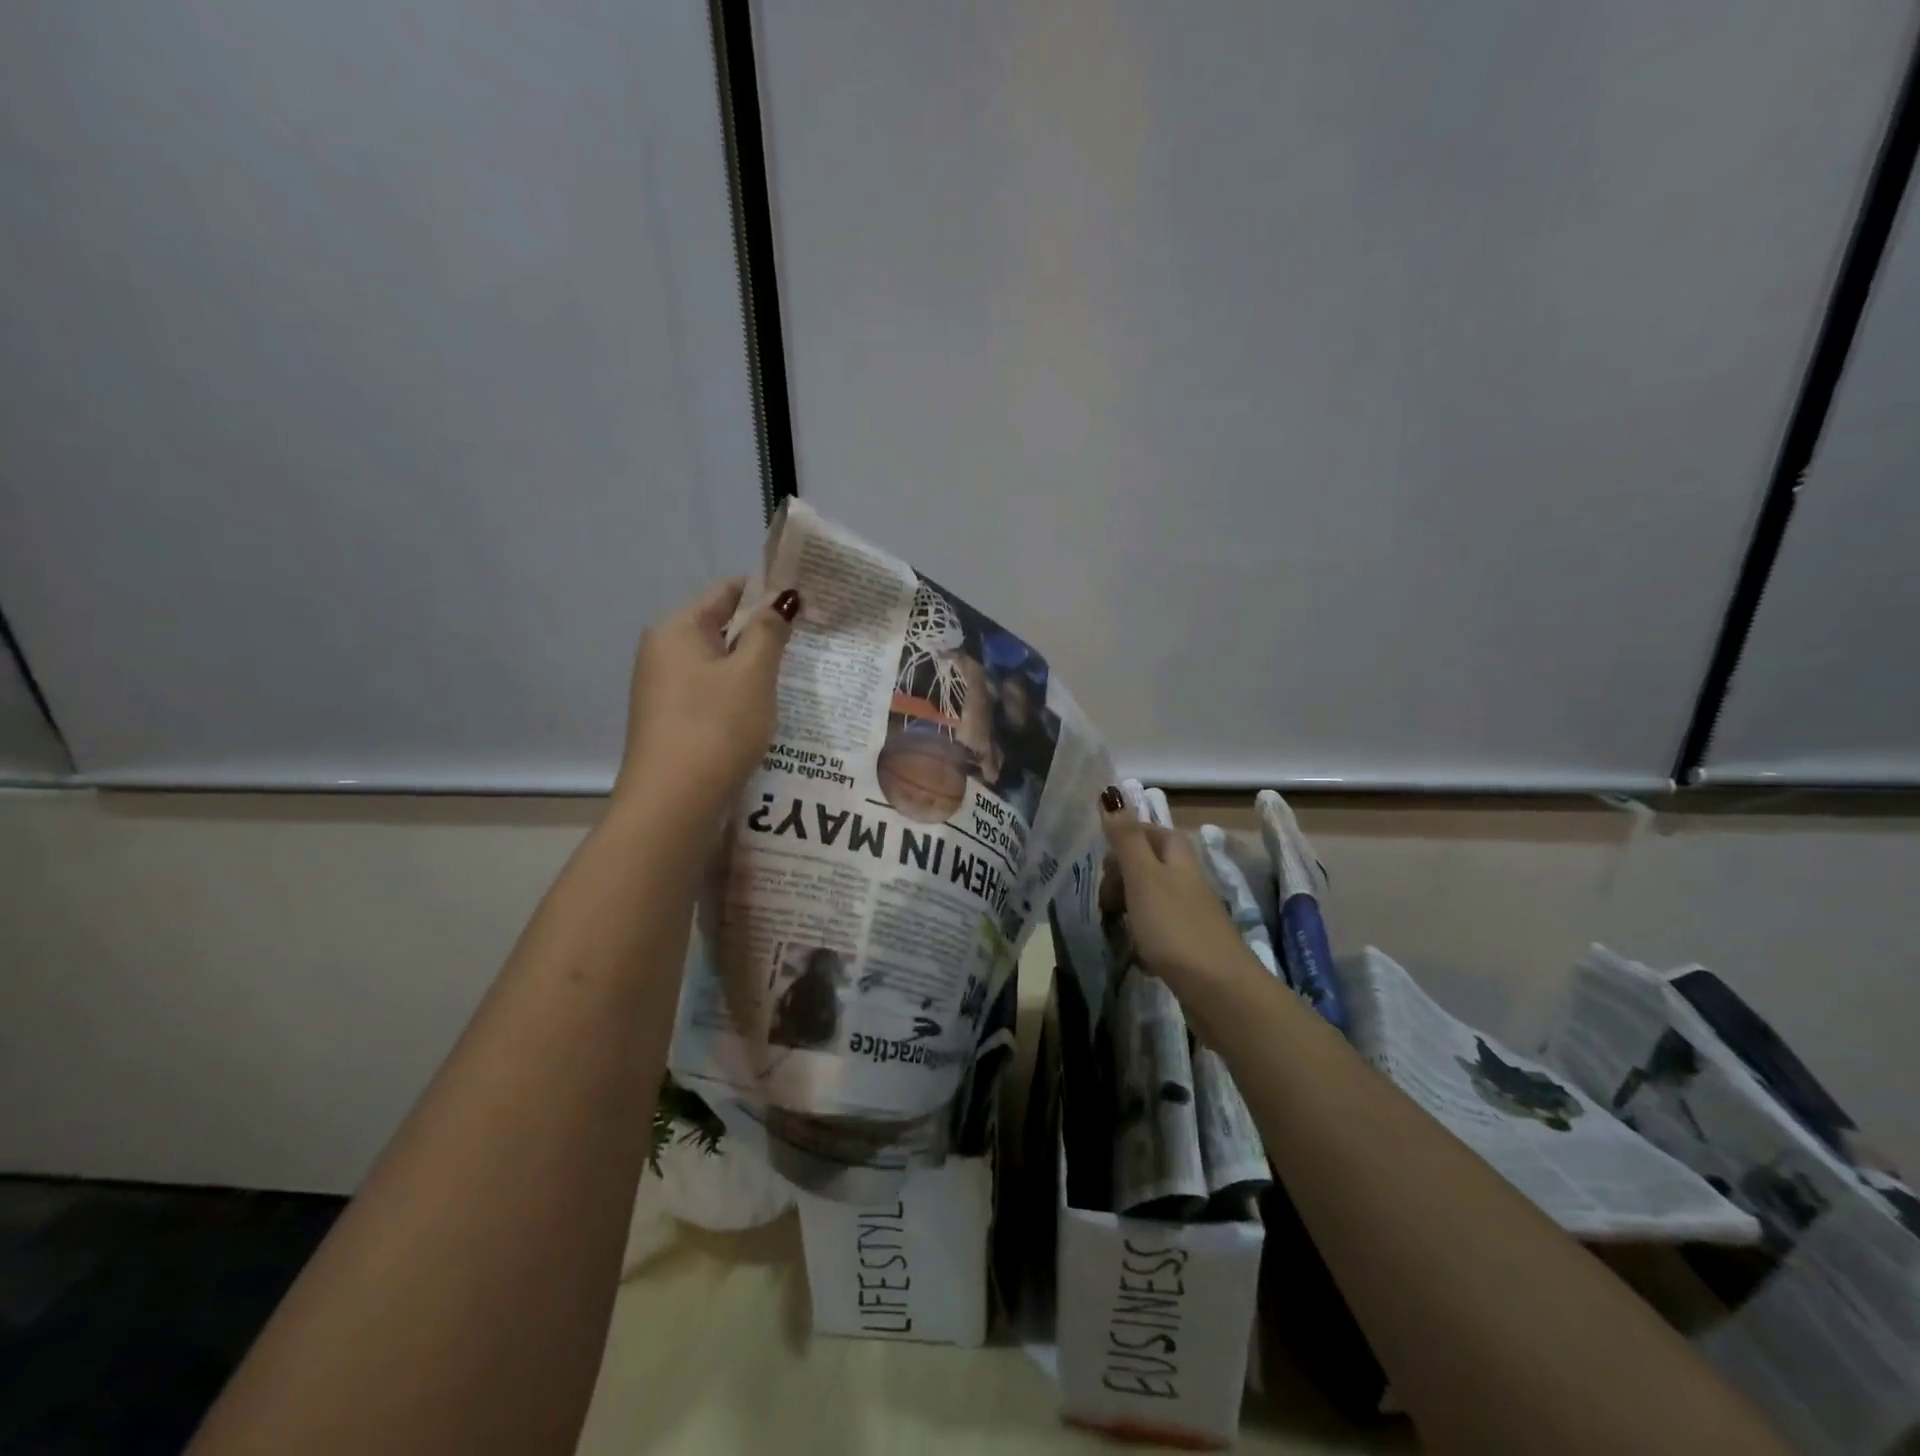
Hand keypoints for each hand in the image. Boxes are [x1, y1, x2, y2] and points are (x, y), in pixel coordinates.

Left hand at [612, 579, 799, 821]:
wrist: (673, 803)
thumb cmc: (716, 727)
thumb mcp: (753, 674)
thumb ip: (769, 632)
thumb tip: (782, 597)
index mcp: (676, 629)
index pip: (727, 591)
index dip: (767, 592)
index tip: (806, 603)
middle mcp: (663, 652)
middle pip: (721, 627)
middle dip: (764, 632)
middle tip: (810, 641)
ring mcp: (664, 688)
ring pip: (719, 663)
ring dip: (754, 667)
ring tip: (796, 676)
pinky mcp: (672, 720)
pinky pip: (713, 692)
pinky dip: (739, 693)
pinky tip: (766, 709)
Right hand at [1098, 789, 1261, 997]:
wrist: (1220, 992)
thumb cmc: (1176, 927)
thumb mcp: (1143, 878)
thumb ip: (1125, 839)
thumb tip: (1110, 793)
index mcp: (1179, 861)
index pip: (1155, 833)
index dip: (1129, 837)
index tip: (1103, 856)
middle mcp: (1188, 884)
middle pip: (1152, 867)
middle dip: (1123, 877)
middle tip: (1105, 898)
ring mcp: (1192, 918)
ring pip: (1153, 901)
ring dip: (1129, 909)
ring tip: (1113, 925)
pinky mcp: (1191, 950)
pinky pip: (1159, 934)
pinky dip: (1143, 939)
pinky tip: (1135, 955)